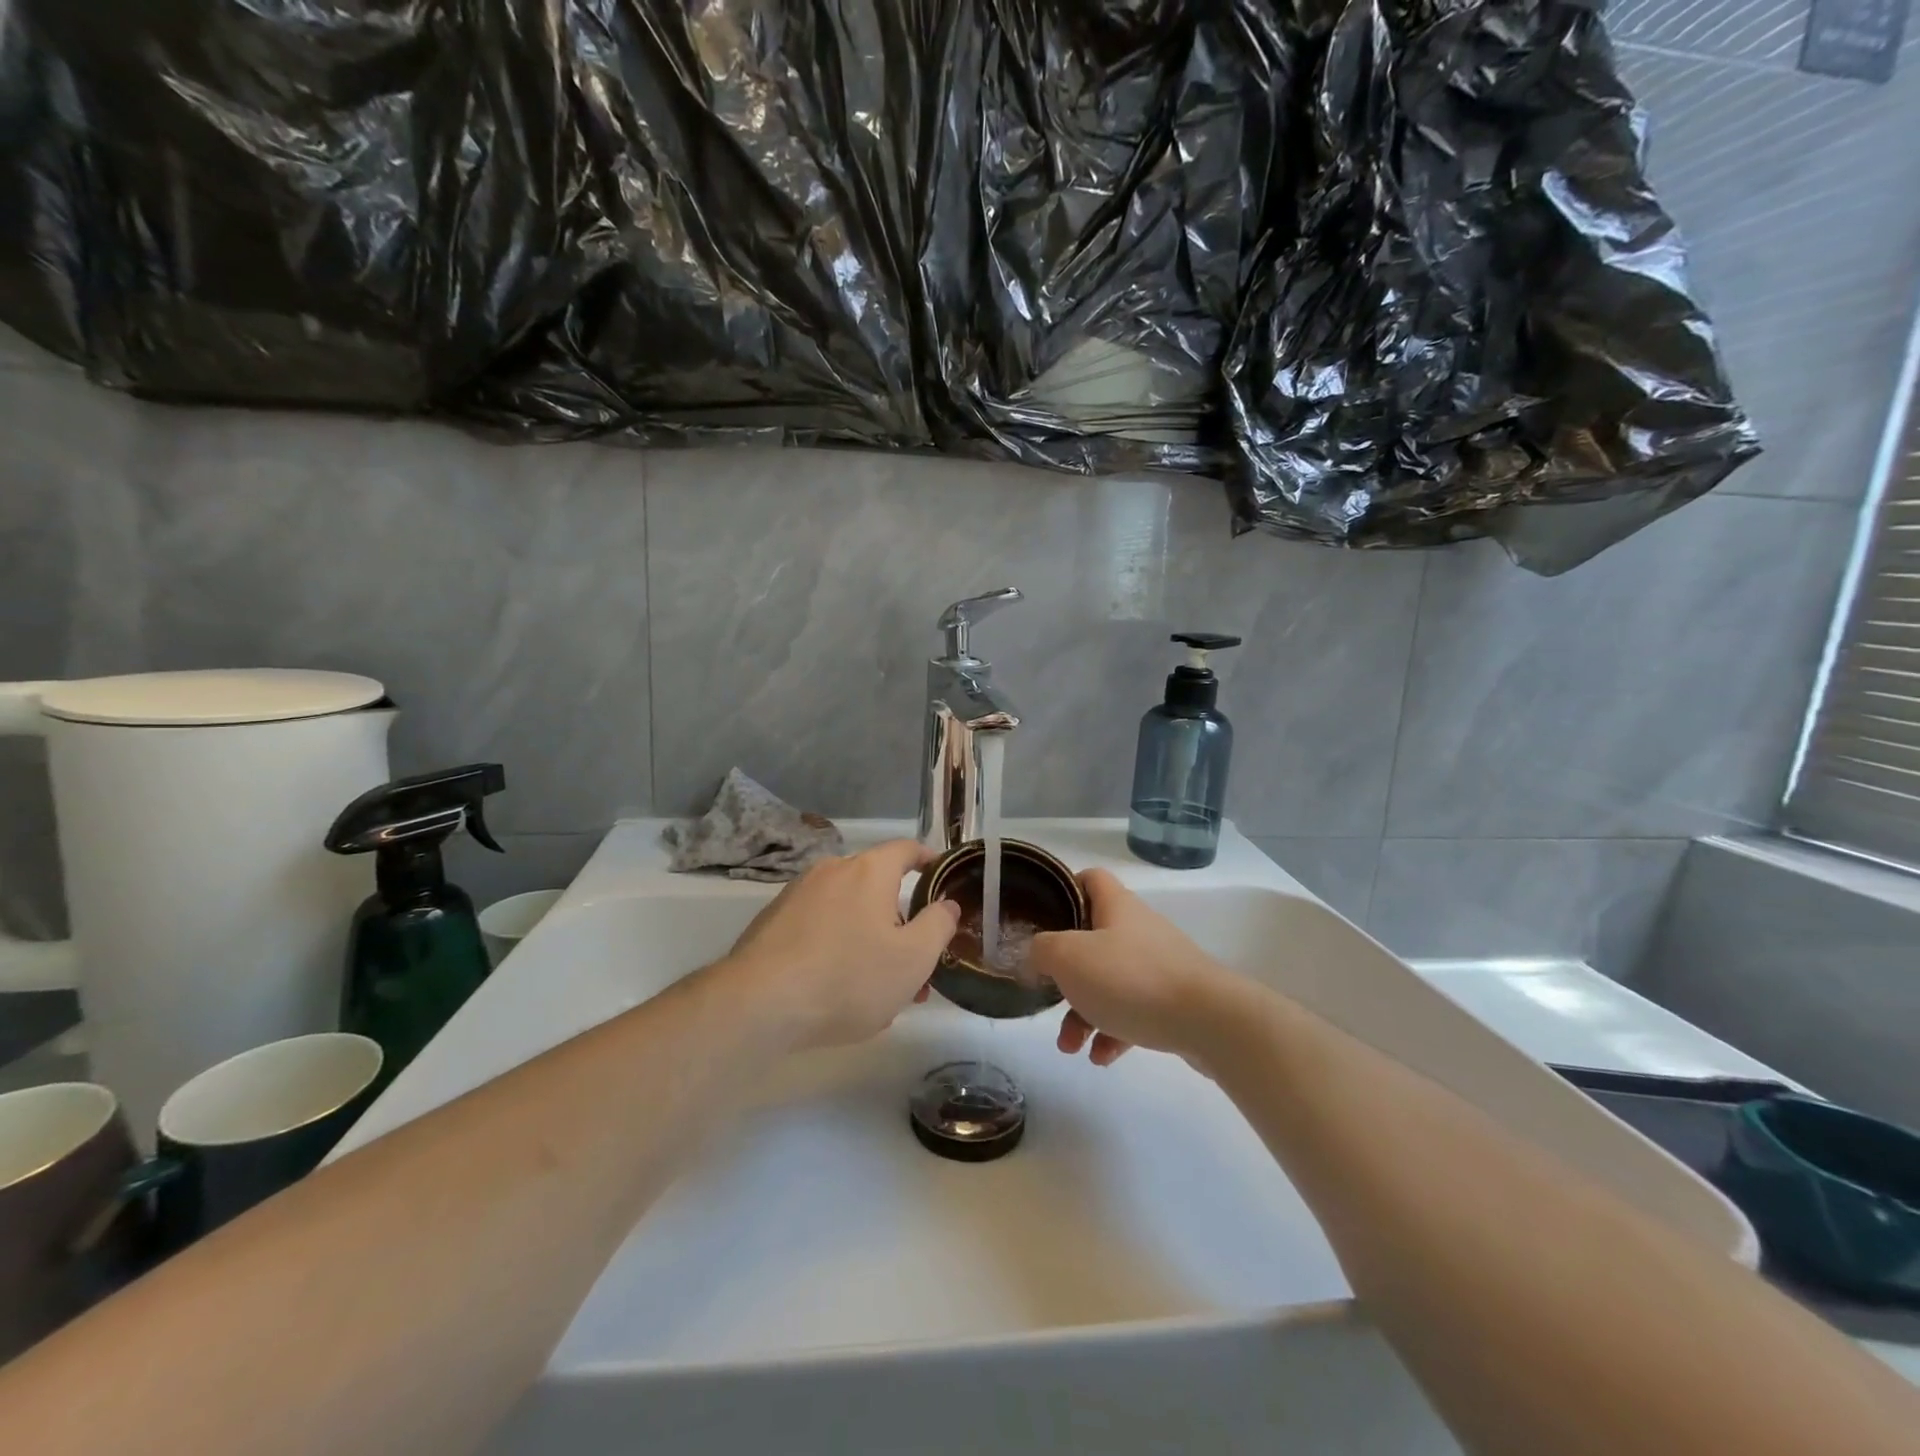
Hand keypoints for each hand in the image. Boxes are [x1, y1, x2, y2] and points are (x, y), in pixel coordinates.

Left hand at [719, 839, 959, 1050]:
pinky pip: (818, 927)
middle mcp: (831, 871)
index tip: (941, 876)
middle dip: (900, 922)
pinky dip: (836, 947)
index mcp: (868, 871)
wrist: (758, 1004)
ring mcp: (797, 895)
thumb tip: (947, 904)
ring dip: (869, 940)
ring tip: (879, 990)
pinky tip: (837, 990)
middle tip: (915, 964)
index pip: (906, 849)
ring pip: (847, 911)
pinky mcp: (772, 922)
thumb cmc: (848, 977)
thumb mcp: (913, 959)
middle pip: (877, 886)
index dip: (928, 860)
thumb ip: (938, 926)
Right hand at [1028, 869, 1235, 1066]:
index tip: (1044, 916)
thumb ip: (1042, 951)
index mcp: (1116, 907)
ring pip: (1110, 982)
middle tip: (1049, 997)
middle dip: (1066, 974)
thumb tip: (1035, 955)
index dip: (1065, 889)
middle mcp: (1139, 930)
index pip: (1090, 879)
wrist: (1210, 1021)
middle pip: (1093, 940)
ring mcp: (1160, 966)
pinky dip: (1114, 1032)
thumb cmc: (1131, 978)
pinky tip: (1102, 1057)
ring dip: (1084, 1013)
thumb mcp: (1069, 957)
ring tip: (1071, 1047)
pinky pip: (1134, 1012)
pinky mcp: (1175, 1001)